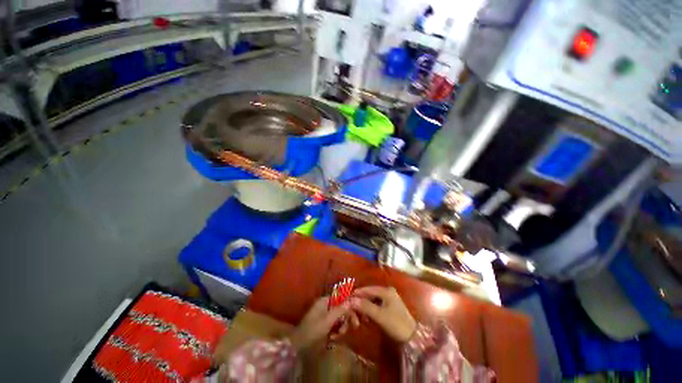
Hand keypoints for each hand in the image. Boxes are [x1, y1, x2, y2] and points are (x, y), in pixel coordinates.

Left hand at [289, 297, 359, 350]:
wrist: (298, 347)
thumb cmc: (313, 331)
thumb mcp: (328, 321)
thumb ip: (340, 310)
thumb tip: (352, 300)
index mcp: (325, 301)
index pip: (341, 297)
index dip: (350, 304)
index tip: (358, 313)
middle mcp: (325, 305)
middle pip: (341, 307)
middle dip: (347, 316)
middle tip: (355, 326)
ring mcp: (324, 315)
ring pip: (339, 316)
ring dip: (342, 325)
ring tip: (340, 335)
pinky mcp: (323, 324)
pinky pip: (334, 324)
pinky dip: (336, 330)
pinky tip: (334, 338)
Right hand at [351, 286, 416, 342]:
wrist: (412, 337)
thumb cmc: (396, 324)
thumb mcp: (379, 315)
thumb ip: (365, 306)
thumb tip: (351, 300)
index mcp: (386, 291)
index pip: (368, 289)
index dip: (357, 294)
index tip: (347, 299)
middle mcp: (387, 291)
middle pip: (370, 294)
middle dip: (361, 302)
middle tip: (353, 311)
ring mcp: (389, 298)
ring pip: (372, 300)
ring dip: (365, 308)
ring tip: (360, 317)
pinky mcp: (390, 306)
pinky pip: (376, 305)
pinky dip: (371, 310)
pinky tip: (367, 318)